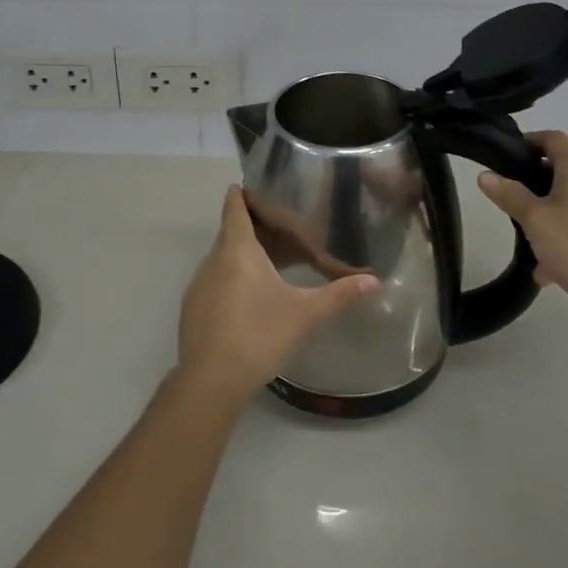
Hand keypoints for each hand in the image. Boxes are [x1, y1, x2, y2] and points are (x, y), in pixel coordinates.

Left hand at [178, 187, 378, 404]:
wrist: (211, 380)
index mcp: (237, 249)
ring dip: (244, 257)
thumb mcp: (305, 313)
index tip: (254, 186)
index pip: (235, 207)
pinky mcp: (193, 309)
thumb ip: (339, 294)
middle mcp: (213, 260)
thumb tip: (375, 281)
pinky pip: (215, 281)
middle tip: (283, 231)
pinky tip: (250, 301)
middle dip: (255, 229)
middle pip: (232, 233)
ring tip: (272, 265)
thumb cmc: (260, 335)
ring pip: (223, 259)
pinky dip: (231, 279)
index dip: (242, 194)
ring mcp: (198, 285)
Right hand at [476, 131, 567, 334]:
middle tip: (509, 197)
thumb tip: (485, 175)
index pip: (553, 138)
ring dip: (548, 213)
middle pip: (563, 168)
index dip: (527, 142)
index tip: (504, 158)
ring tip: (526, 236)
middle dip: (534, 182)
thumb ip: (508, 194)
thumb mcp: (534, 219)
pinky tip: (547, 267)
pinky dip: (565, 235)